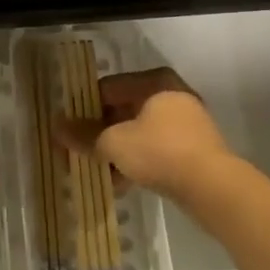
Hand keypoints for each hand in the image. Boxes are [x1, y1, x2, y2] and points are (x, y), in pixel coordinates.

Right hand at [53, 68, 235, 207]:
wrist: (213, 187)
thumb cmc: (160, 152)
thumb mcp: (114, 143)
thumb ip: (84, 135)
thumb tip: (56, 127)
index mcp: (154, 81)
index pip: (107, 88)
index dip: (83, 109)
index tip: (68, 131)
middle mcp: (171, 94)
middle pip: (123, 110)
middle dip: (100, 134)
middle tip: (79, 154)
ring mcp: (186, 122)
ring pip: (139, 132)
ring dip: (117, 151)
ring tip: (99, 173)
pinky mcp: (194, 148)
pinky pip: (156, 149)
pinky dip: (137, 161)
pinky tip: (122, 183)